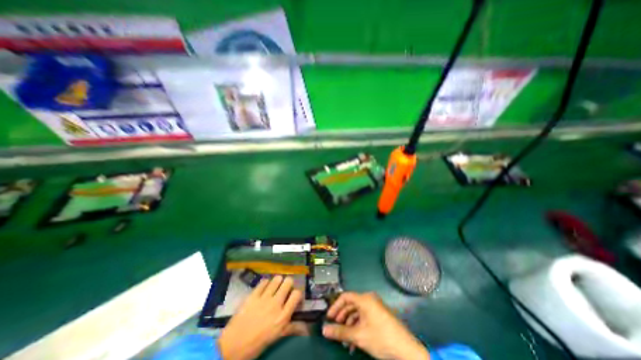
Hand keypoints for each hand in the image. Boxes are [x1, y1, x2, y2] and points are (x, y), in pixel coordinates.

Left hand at [220, 276, 309, 359]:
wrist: (232, 347)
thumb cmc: (257, 344)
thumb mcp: (277, 337)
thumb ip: (292, 328)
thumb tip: (307, 328)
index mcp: (282, 316)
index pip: (297, 294)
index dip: (297, 293)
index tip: (294, 297)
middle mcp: (275, 304)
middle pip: (288, 281)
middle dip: (288, 283)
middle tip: (284, 290)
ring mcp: (263, 298)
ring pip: (277, 278)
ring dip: (278, 281)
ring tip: (275, 287)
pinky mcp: (253, 295)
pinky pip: (263, 281)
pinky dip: (265, 283)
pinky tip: (264, 288)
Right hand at [321, 292, 430, 358]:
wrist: (407, 351)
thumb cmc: (381, 338)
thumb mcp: (359, 336)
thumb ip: (340, 332)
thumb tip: (324, 330)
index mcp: (365, 299)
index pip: (345, 297)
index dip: (335, 306)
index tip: (328, 318)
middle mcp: (369, 299)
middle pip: (351, 305)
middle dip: (342, 318)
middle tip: (335, 329)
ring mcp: (375, 307)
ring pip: (357, 313)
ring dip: (349, 326)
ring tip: (344, 341)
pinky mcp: (379, 316)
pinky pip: (364, 318)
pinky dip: (358, 328)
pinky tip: (354, 343)